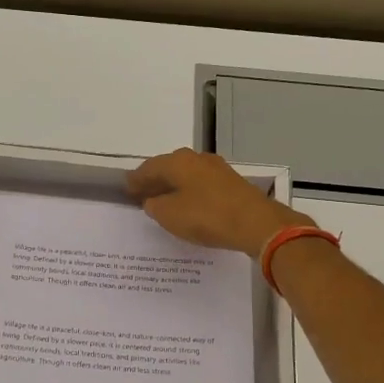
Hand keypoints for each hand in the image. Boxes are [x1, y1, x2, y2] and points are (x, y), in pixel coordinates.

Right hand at [127, 148, 310, 257]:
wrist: (256, 223)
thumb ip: (155, 206)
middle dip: (155, 181)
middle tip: (142, 195)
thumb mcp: (170, 215)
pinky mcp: (232, 184)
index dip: (136, 180)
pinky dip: (190, 193)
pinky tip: (189, 206)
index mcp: (178, 161)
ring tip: (164, 202)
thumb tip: (153, 201)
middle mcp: (197, 159)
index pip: (148, 168)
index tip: (126, 189)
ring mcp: (217, 169)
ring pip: (187, 176)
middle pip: (169, 168)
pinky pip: (202, 186)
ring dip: (174, 187)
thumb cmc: (207, 216)